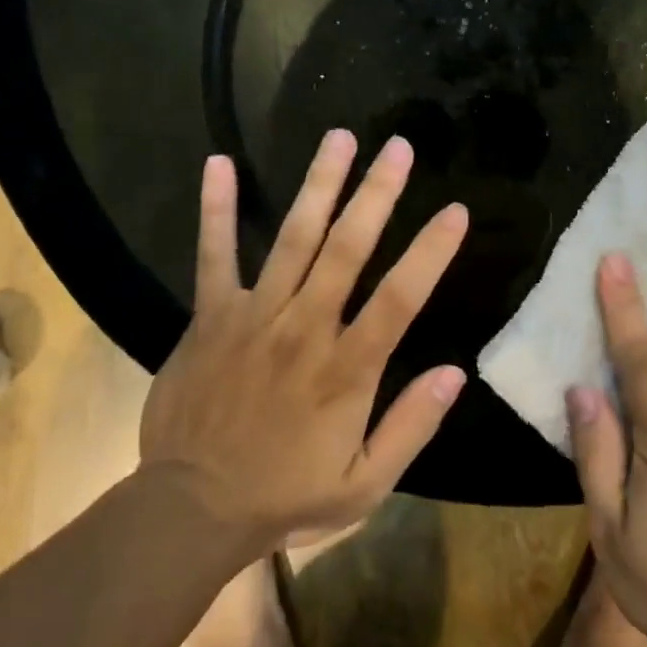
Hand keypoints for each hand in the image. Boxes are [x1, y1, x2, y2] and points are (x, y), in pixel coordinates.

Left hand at [140, 131, 469, 551]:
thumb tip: (455, 373)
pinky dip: (217, 210)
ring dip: (318, 185)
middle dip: (377, 194)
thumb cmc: (286, 495)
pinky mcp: (210, 318)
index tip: (455, 211)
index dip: (430, 251)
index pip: (400, 298)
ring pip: (293, 239)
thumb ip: (411, 426)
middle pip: (347, 249)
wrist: (191, 509)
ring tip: (340, 138)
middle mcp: (303, 330)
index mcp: (347, 370)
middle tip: (398, 147)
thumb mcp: (365, 484)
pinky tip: (219, 164)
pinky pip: (213, 256)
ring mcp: (253, 318)